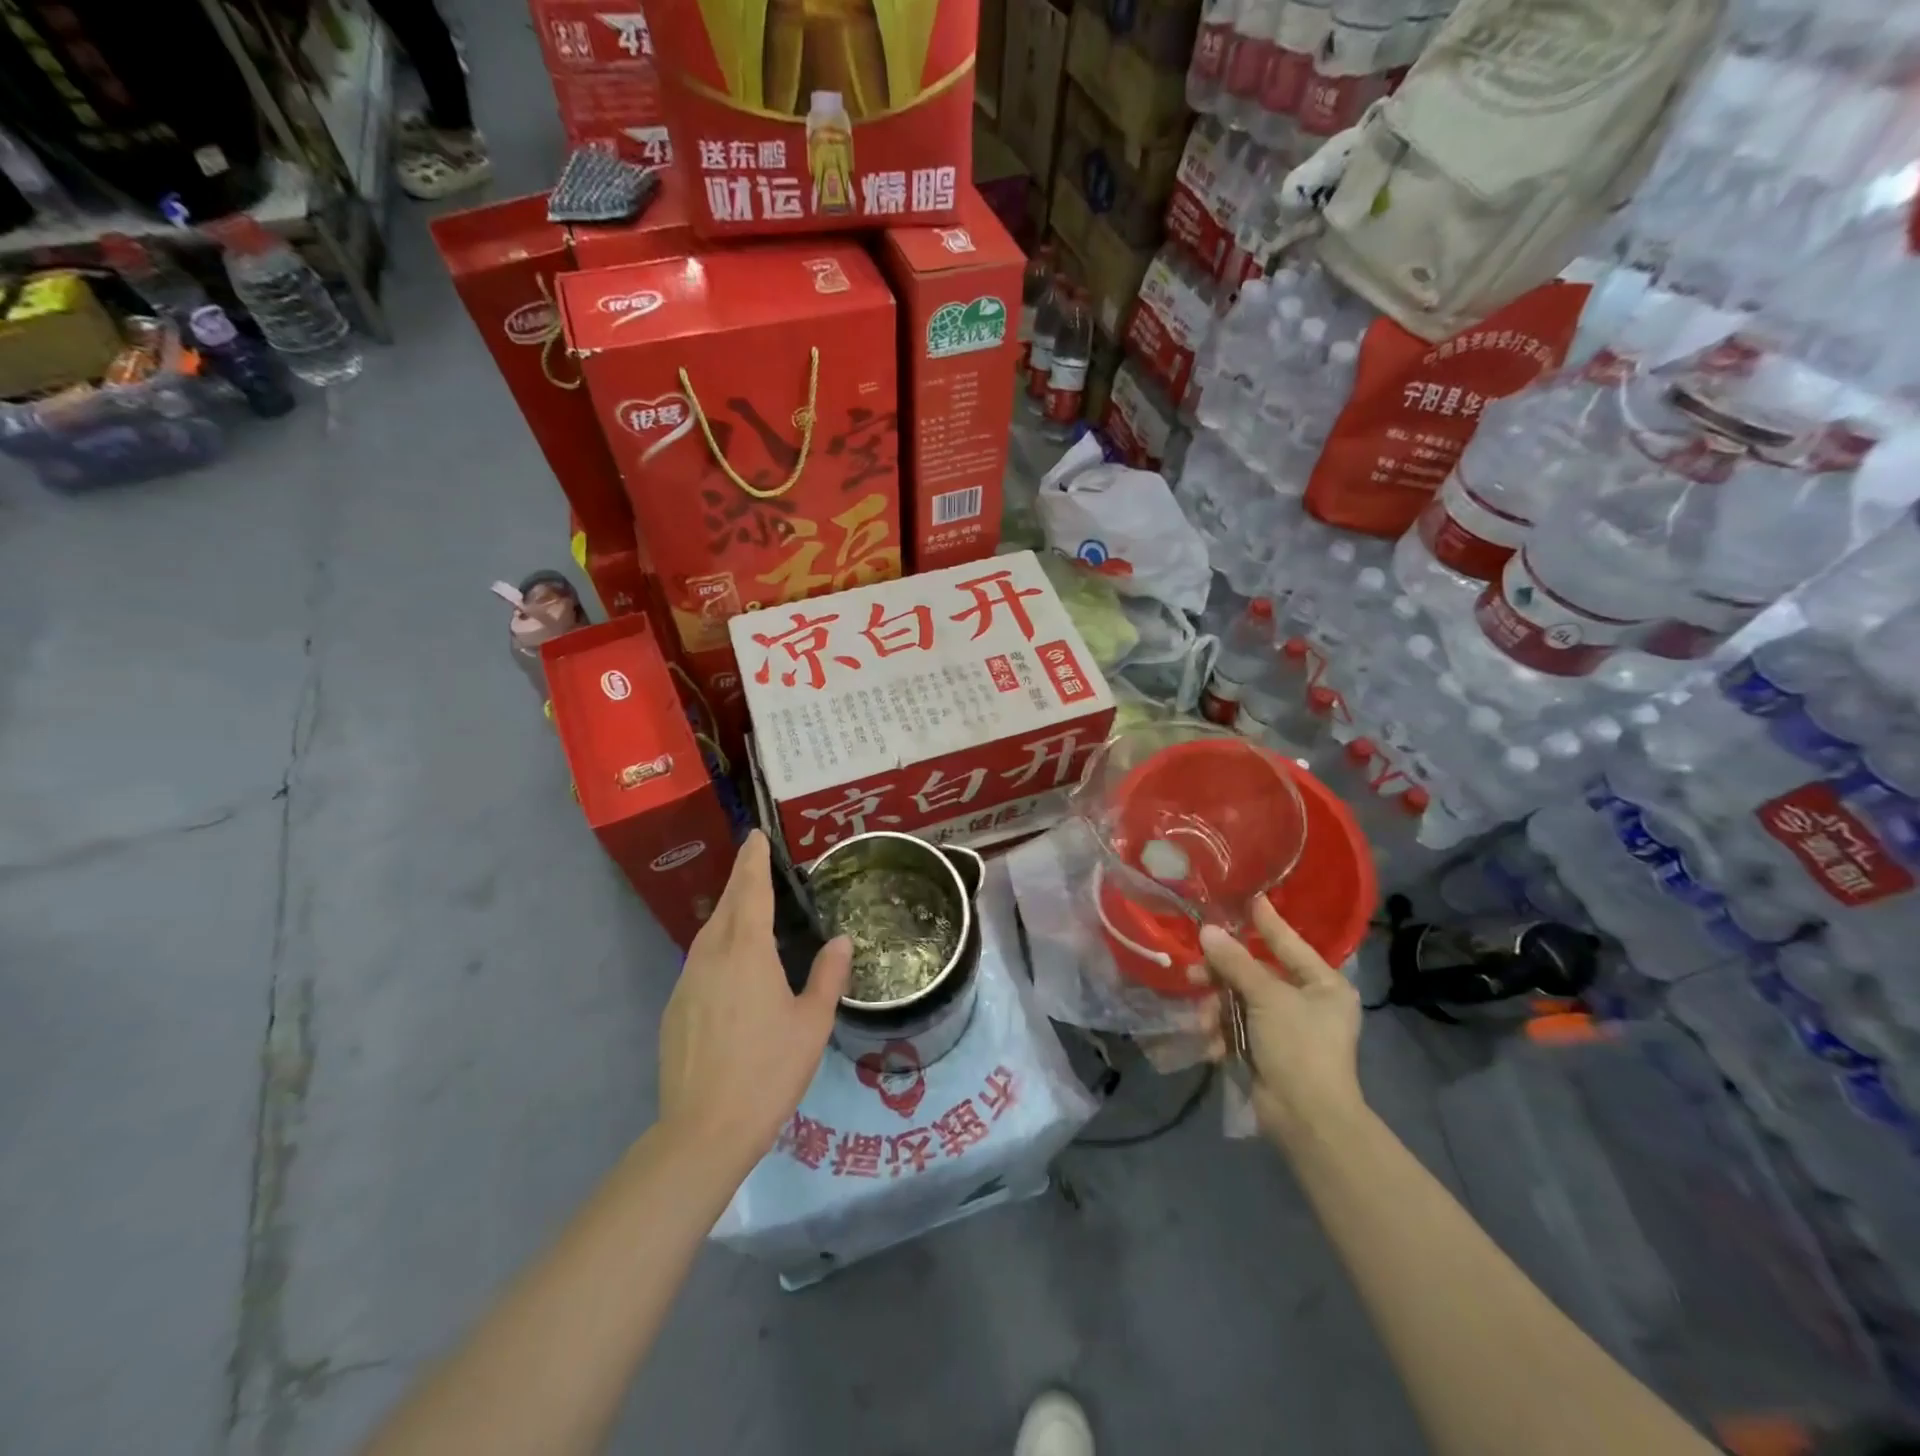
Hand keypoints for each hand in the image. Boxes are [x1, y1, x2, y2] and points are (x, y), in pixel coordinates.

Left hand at [657, 830, 851, 1168]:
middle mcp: (711, 956)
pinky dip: (717, 946)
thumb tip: (842, 941)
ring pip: (709, 932)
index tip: (756, 836)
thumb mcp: (812, 1023)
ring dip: (728, 912)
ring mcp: (687, 982)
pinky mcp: (674, 1008)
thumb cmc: (768, 1071)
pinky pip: (699, 960)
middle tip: (757, 862)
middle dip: (741, 879)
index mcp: (747, 951)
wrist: (703, 1131)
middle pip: (726, 905)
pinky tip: (732, 965)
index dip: (754, 860)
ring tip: (748, 907)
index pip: (750, 890)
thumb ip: (828, 976)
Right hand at [1201, 898, 1363, 1146]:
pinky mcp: (1267, 1051)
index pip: (1288, 942)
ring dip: (1218, 1009)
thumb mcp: (1267, 998)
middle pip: (1257, 973)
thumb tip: (1207, 931)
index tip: (1247, 898)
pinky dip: (1221, 1034)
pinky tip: (1209, 1042)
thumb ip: (1236, 963)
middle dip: (1225, 975)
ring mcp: (1286, 1029)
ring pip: (1240, 1001)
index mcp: (1324, 984)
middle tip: (1196, 969)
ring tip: (1202, 1019)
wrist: (1307, 1119)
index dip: (1265, 921)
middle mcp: (1308, 1002)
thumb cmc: (1299, 1047)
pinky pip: (1237, 1029)